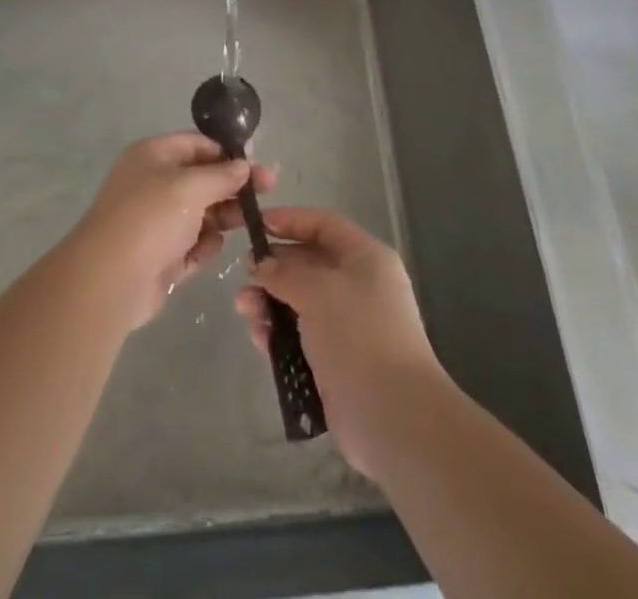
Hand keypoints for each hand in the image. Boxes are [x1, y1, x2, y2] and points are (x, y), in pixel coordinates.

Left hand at [70, 133, 275, 330]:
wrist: (110, 280)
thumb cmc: (151, 217)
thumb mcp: (191, 186)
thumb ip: (221, 175)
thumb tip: (243, 166)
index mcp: (153, 156)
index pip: (197, 144)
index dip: (228, 153)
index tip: (258, 165)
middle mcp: (153, 184)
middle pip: (201, 179)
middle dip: (232, 186)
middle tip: (268, 192)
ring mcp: (155, 222)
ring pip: (199, 213)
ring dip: (223, 217)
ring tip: (249, 222)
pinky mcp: (159, 257)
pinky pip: (191, 245)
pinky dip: (203, 245)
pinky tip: (212, 247)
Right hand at [228, 206, 444, 476]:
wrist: (393, 417)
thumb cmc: (358, 335)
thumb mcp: (317, 291)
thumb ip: (283, 273)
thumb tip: (259, 265)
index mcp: (366, 259)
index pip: (324, 225)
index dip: (290, 220)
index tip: (256, 225)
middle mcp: (360, 286)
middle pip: (309, 264)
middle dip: (274, 269)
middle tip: (244, 276)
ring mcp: (349, 326)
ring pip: (300, 303)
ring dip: (270, 303)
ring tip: (244, 310)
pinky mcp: (337, 362)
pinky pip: (301, 337)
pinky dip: (279, 334)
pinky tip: (260, 339)